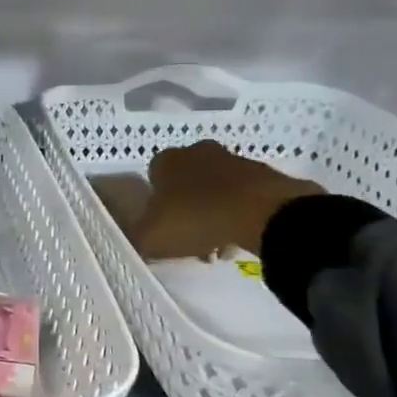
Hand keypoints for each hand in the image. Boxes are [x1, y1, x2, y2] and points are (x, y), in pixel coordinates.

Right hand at [129, 140, 321, 260]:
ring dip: (212, 212)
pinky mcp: (263, 174)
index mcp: (166, 160)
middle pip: (185, 182)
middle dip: (185, 207)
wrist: (263, 213)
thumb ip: (135, 237)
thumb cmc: (196, 218)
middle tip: (189, 237)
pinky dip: (237, 214)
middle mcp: (197, 152)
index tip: (162, 227)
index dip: (155, 204)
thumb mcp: (151, 237)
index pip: (152, 177)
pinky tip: (239, 237)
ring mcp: (233, 160)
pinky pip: (241, 196)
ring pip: (214, 189)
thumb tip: (133, 240)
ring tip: (217, 244)